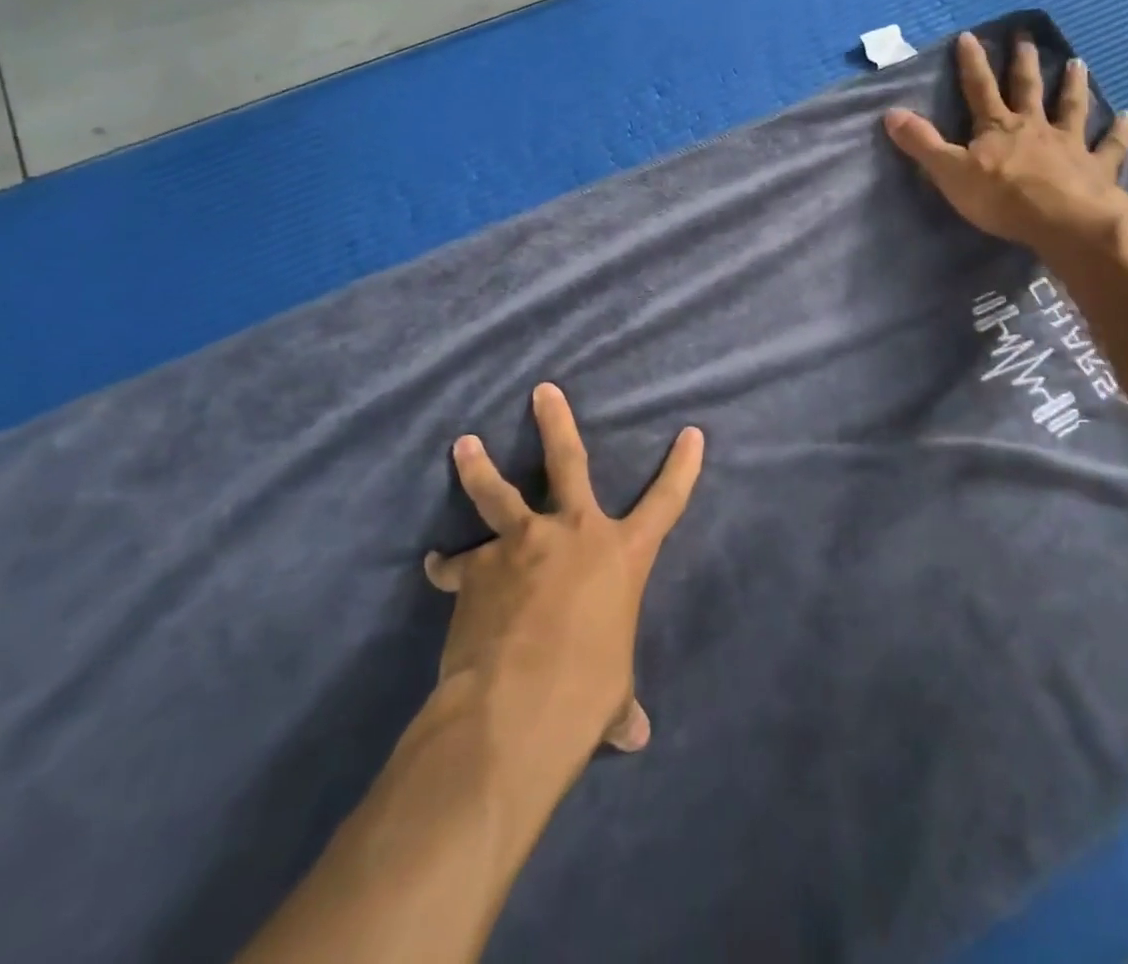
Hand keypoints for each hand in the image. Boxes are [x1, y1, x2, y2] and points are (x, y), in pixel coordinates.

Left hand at [424, 383, 704, 758]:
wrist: (516, 708)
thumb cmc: (585, 693)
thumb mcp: (611, 693)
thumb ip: (619, 704)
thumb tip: (635, 736)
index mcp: (621, 555)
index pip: (666, 501)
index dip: (682, 466)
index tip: (691, 433)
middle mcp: (573, 533)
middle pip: (567, 461)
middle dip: (556, 421)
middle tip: (542, 390)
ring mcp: (522, 543)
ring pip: (496, 493)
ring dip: (478, 467)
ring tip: (463, 445)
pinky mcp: (478, 568)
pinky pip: (458, 564)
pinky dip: (447, 567)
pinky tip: (436, 568)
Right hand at [884, 30, 1127, 256]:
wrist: (1063, 220)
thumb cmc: (1001, 198)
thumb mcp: (950, 172)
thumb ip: (922, 144)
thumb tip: (891, 113)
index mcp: (997, 127)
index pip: (979, 88)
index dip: (972, 62)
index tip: (970, 35)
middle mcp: (1034, 127)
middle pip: (1027, 88)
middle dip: (1023, 62)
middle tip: (1026, 36)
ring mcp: (1069, 144)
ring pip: (1071, 107)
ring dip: (1073, 85)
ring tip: (1078, 62)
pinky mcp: (1096, 166)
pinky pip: (1110, 145)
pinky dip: (1119, 131)